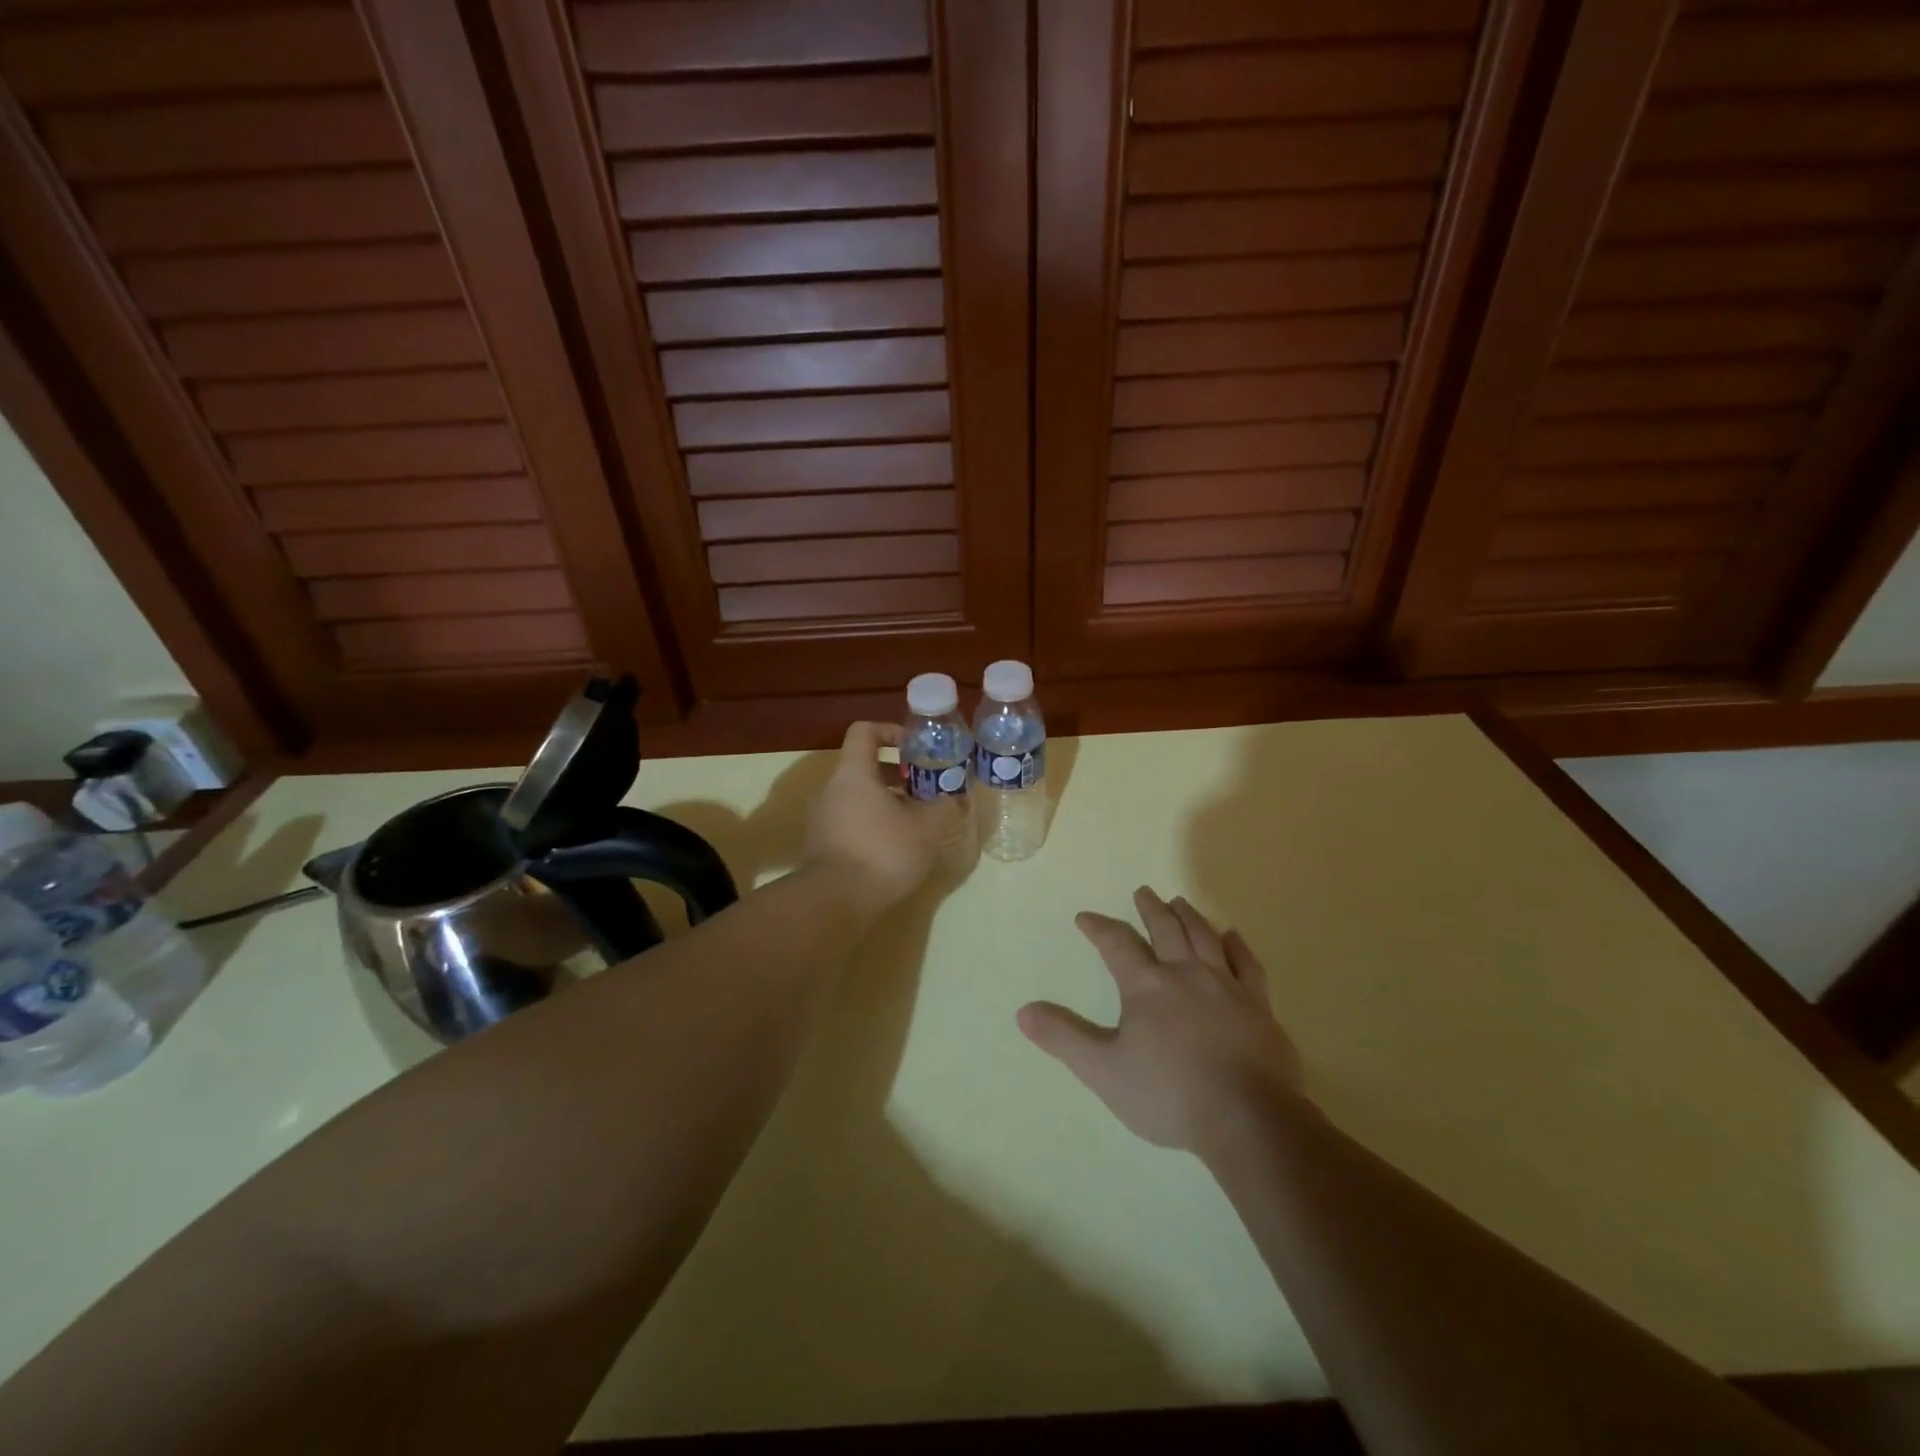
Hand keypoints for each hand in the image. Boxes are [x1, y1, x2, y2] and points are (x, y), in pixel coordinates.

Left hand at [803, 721, 964, 918]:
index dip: (891, 731)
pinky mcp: (823, 844)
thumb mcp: (926, 829)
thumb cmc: (881, 852)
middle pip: (865, 766)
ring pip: (859, 796)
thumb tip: (959, 798)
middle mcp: (832, 789)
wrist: (833, 902)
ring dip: (888, 801)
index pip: (865, 731)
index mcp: (854, 773)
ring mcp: (824, 818)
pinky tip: (897, 847)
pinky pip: (852, 820)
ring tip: (917, 820)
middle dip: (898, 773)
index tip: (915, 748)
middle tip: (926, 788)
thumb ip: (945, 808)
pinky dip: (875, 824)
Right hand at [1017, 887, 1304, 1153]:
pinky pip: (1247, 964)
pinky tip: (1232, 936)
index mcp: (1147, 986)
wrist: (1247, 1118)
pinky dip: (1237, 945)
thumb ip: (1063, 1038)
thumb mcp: (1103, 1070)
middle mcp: (1186, 973)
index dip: (1098, 927)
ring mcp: (1227, 987)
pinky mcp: (1259, 1006)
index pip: (1116, 944)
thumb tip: (1023, 1011)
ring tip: (1179, 902)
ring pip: (1205, 937)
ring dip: (1189, 916)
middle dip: (1150, 909)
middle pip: (1166, 929)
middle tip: (1143, 892)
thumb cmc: (1169, 1093)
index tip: (1084, 917)